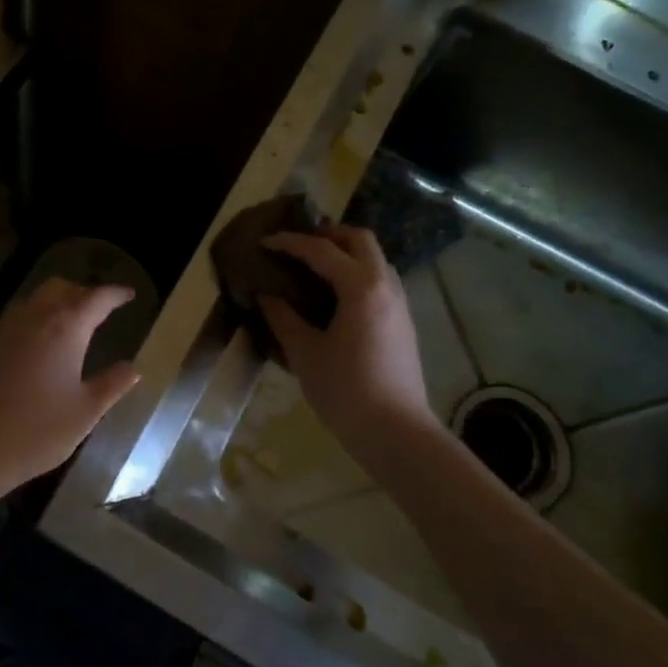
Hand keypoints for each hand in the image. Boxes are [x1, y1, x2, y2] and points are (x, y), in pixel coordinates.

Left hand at [0, 278, 141, 506]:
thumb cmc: (36, 432)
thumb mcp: (85, 413)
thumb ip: (112, 385)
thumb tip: (133, 368)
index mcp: (66, 328)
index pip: (97, 298)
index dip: (116, 294)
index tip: (129, 295)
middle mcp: (33, 317)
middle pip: (61, 288)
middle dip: (82, 292)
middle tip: (97, 308)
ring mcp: (2, 327)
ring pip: (32, 300)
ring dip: (53, 303)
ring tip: (66, 323)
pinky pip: (9, 319)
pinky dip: (27, 321)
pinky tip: (28, 342)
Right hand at [260, 226, 434, 452]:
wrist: (396, 432)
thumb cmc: (345, 390)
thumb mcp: (305, 353)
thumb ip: (284, 318)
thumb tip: (267, 295)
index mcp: (360, 287)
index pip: (321, 250)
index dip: (290, 243)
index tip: (264, 244)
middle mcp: (385, 286)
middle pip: (360, 240)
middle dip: (328, 235)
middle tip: (297, 246)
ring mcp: (399, 304)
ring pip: (375, 260)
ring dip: (346, 253)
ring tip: (314, 269)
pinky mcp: (403, 323)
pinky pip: (380, 281)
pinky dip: (357, 274)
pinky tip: (335, 299)